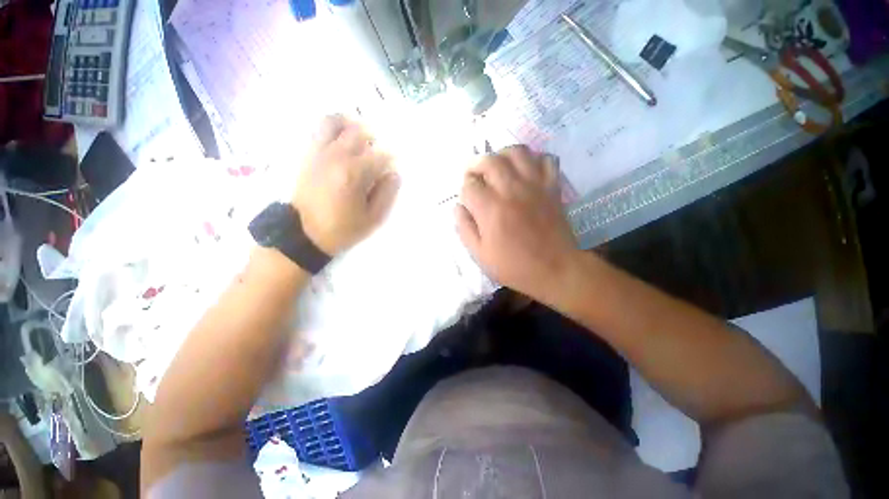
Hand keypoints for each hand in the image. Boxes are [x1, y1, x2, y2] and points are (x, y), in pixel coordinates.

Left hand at [292, 115, 400, 254]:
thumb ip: (387, 194)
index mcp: (354, 174)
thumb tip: (394, 174)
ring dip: (352, 125)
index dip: (393, 159)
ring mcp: (318, 152)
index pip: (381, 155)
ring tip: (360, 139)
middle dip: (376, 140)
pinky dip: (334, 128)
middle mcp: (336, 156)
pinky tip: (342, 141)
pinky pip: (319, 129)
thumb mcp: (372, 219)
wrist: (302, 234)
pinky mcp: (308, 154)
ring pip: (335, 122)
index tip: (395, 168)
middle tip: (379, 154)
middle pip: (360, 132)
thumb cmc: (341, 229)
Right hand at [455, 145, 579, 301]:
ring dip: (502, 155)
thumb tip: (457, 207)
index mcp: (490, 209)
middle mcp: (511, 190)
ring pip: (517, 152)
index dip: (464, 190)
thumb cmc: (514, 266)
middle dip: (476, 164)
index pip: (469, 185)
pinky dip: (535, 159)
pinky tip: (526, 170)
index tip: (467, 199)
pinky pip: (546, 160)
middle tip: (474, 175)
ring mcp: (535, 186)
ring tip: (498, 166)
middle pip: (489, 160)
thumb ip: (464, 228)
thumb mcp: (480, 255)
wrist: (555, 270)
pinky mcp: (552, 187)